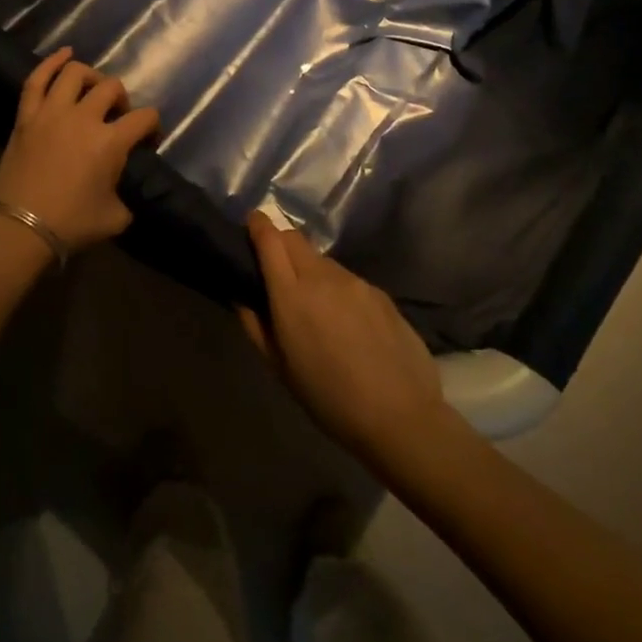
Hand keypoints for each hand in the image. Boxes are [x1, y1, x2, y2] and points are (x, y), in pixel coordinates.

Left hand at [0, 47, 161, 253]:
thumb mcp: (115, 217)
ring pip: (75, 74)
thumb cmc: (71, 224)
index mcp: (110, 142)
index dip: (152, 126)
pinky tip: (65, 54)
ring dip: (91, 77)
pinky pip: (36, 80)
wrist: (20, 228)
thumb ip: (126, 196)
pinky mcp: (26, 116)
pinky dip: (51, 62)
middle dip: (122, 100)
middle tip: (117, 117)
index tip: (148, 140)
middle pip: (111, 88)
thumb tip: (122, 190)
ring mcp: (51, 112)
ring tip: (93, 89)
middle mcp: (83, 117)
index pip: (144, 117)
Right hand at [240, 212, 445, 461]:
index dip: (258, 225)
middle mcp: (322, 277)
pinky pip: (349, 280)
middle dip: (280, 243)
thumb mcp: (279, 368)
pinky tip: (348, 323)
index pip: (270, 239)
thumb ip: (255, 326)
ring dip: (310, 270)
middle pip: (295, 238)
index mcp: (291, 295)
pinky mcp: (380, 292)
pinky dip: (338, 289)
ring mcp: (356, 282)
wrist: (400, 416)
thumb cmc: (328, 398)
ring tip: (316, 307)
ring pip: (322, 260)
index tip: (251, 225)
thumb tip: (241, 296)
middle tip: (277, 271)